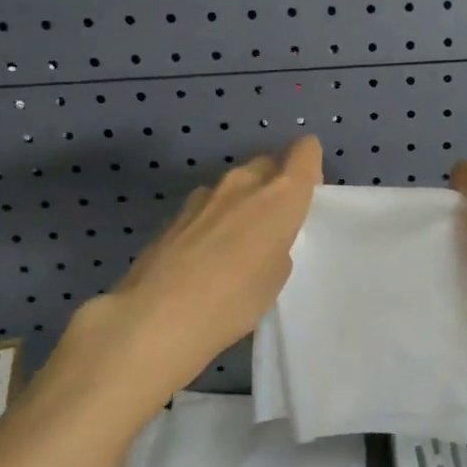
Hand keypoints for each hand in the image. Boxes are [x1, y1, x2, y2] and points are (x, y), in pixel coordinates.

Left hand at [81, 136, 321, 394]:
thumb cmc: (236, 299)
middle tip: (275, 223)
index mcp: (280, 194)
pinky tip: (205, 258)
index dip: (309, 164)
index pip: (305, 151)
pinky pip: (208, 206)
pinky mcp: (176, 214)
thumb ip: (278, 243)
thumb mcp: (277, 277)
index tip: (307, 192)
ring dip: (242, 202)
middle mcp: (244, 183)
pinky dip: (214, 221)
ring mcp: (205, 195)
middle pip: (268, 164)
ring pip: (235, 185)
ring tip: (238, 244)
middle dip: (275, 184)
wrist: (157, 316)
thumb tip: (262, 236)